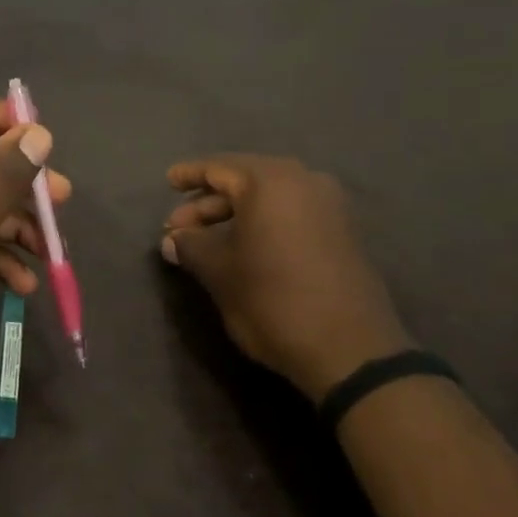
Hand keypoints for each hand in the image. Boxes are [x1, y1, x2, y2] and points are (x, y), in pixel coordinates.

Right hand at [161, 155, 411, 403]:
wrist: (349, 349)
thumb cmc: (272, 299)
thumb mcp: (219, 272)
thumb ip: (190, 247)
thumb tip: (172, 240)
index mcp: (270, 181)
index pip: (219, 167)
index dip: (189, 175)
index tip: (168, 181)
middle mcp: (304, 182)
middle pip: (245, 180)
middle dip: (208, 202)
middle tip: (178, 227)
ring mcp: (329, 206)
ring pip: (269, 198)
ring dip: (234, 214)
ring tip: (205, 241)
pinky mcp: (342, 232)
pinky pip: (291, 213)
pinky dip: (263, 223)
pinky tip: (243, 247)